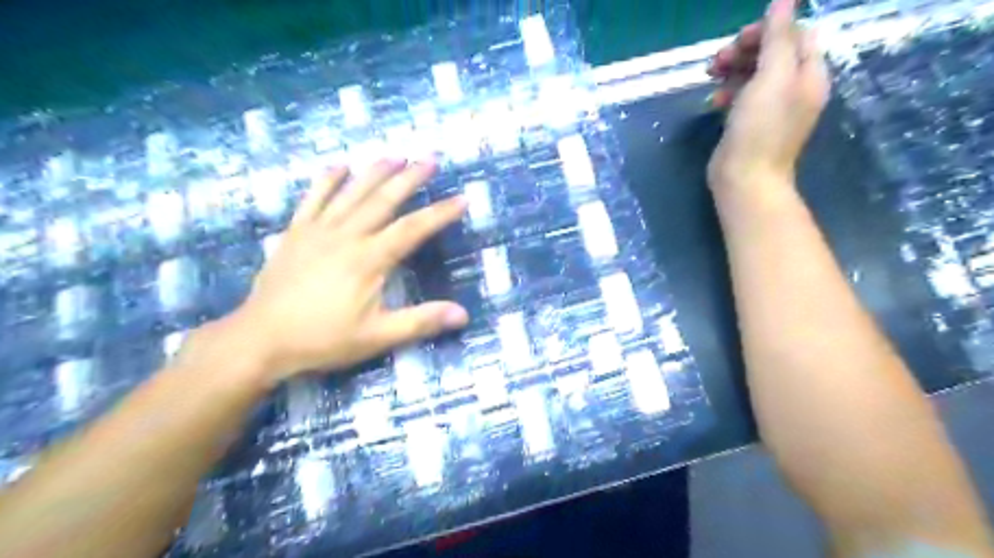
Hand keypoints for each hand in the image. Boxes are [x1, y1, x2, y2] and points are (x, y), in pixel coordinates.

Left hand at [200, 158, 471, 381]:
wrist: (260, 339)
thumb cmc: (323, 338)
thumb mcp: (377, 336)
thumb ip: (420, 321)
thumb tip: (462, 314)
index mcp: (369, 259)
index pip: (413, 229)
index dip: (440, 213)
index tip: (462, 198)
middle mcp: (346, 235)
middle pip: (383, 199)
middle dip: (410, 178)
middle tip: (430, 159)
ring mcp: (318, 230)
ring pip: (351, 192)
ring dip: (375, 171)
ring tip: (396, 155)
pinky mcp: (296, 232)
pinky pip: (313, 198)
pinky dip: (327, 180)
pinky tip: (339, 165)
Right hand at [706, 1, 831, 188]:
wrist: (745, 179)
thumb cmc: (760, 129)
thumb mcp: (771, 77)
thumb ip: (778, 37)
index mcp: (809, 74)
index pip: (796, 34)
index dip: (768, 30)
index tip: (740, 40)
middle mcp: (794, 88)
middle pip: (773, 53)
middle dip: (745, 50)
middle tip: (718, 60)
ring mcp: (772, 108)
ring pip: (754, 74)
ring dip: (732, 69)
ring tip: (711, 76)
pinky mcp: (751, 123)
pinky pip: (742, 96)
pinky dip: (728, 92)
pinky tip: (714, 101)